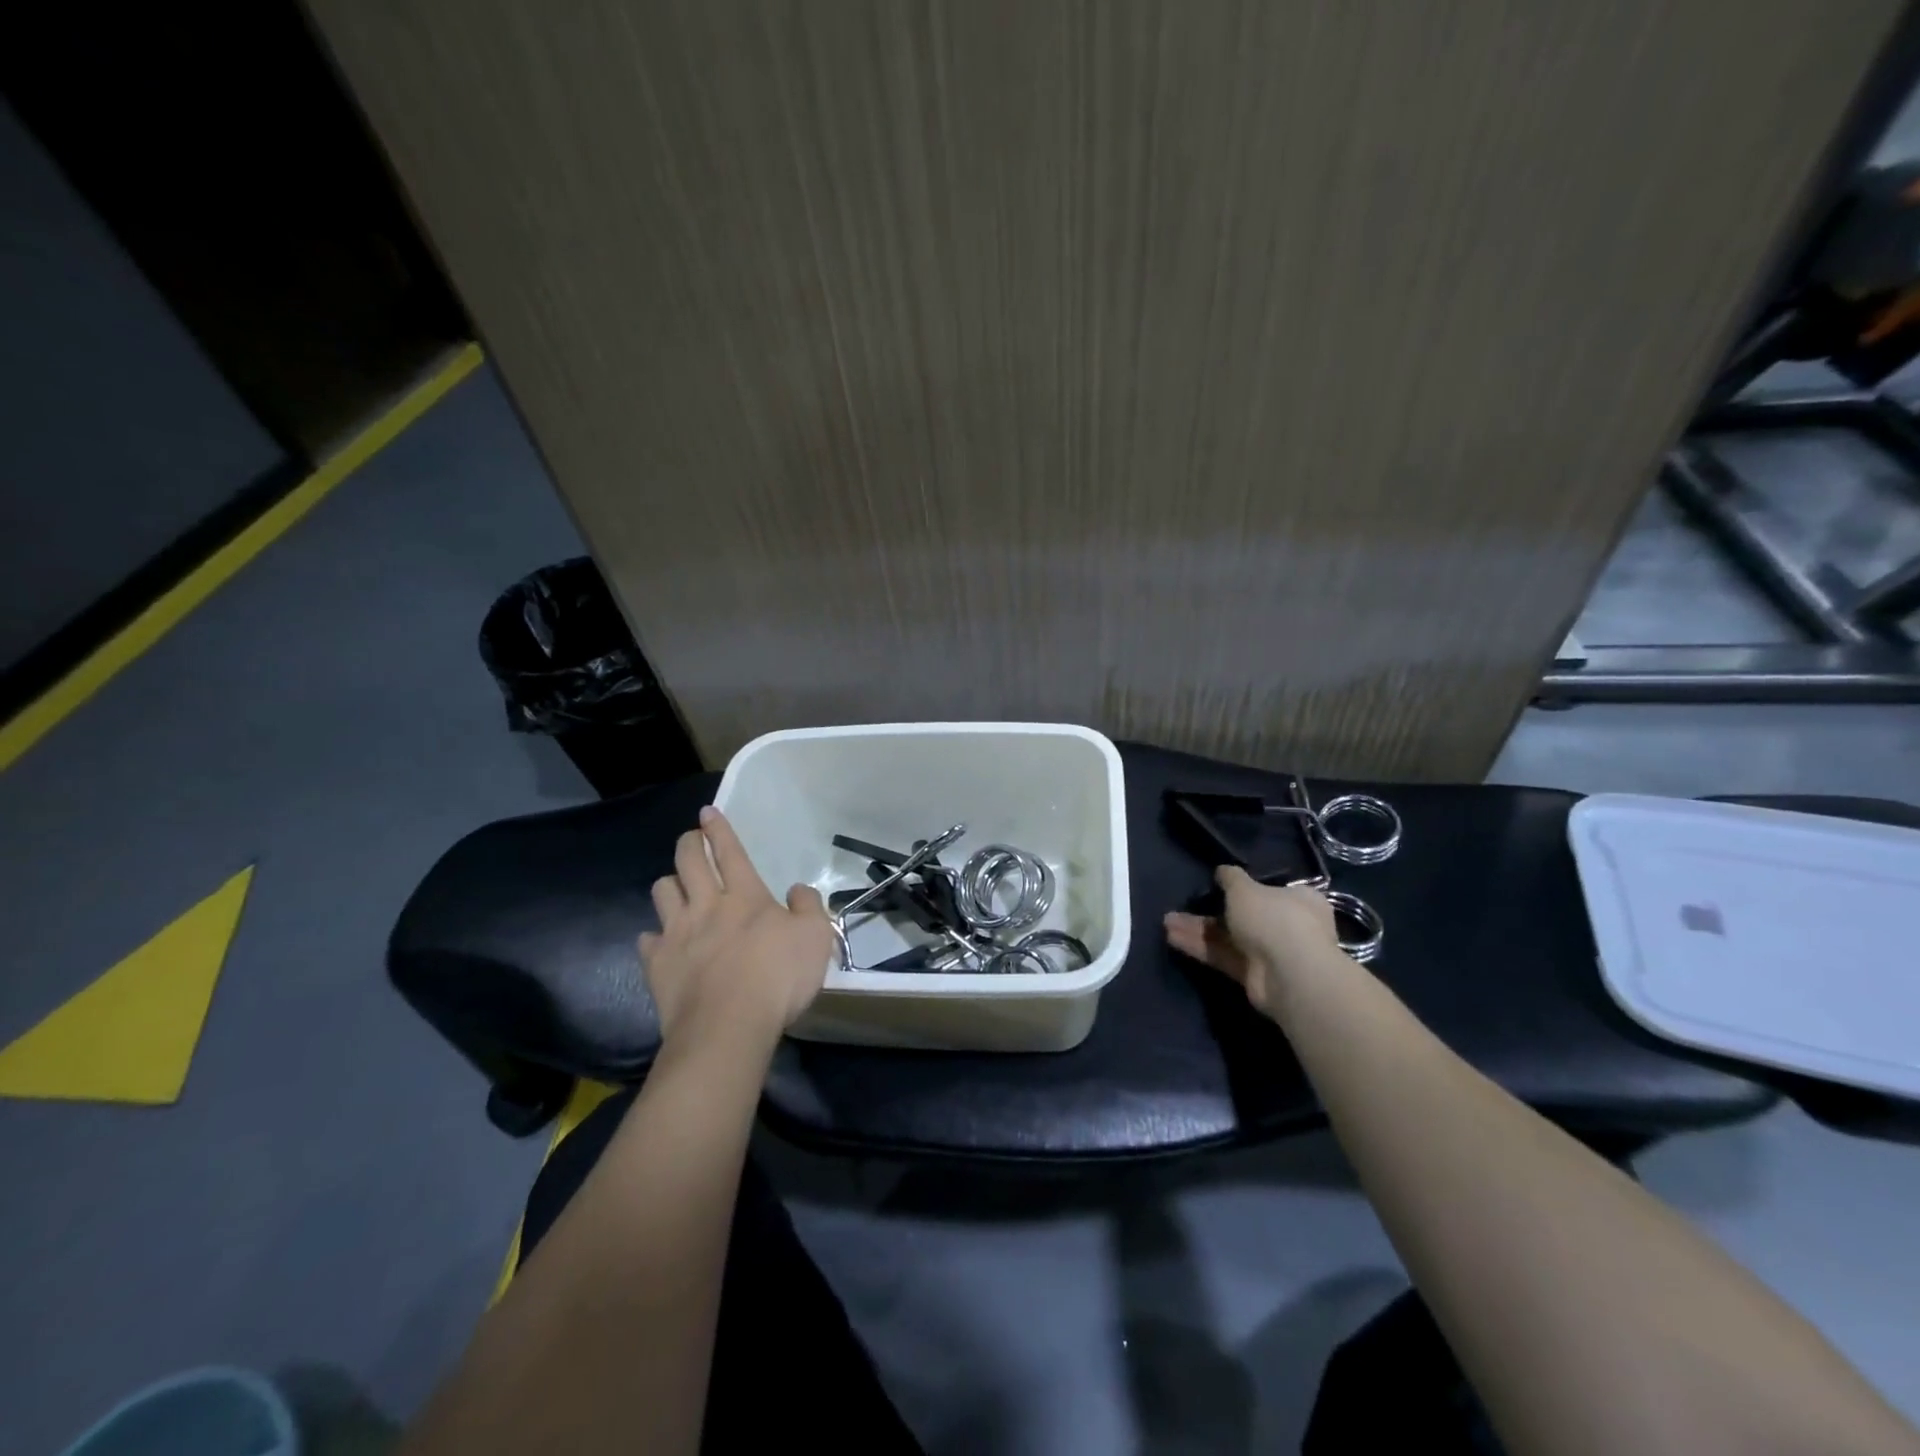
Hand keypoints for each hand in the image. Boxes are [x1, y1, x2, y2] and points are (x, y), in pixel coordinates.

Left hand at [639, 807, 834, 1054]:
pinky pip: (647, 940)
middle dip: (688, 843)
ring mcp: (677, 934)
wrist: (728, 1027)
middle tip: (691, 839)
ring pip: (662, 892)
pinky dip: (653, 937)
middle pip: (688, 861)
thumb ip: (809, 907)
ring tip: (677, 888)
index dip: (719, 829)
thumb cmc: (778, 978)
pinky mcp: (657, 964)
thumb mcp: (816, 938)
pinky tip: (660, 942)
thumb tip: (798, 889)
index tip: (707, 812)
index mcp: (745, 895)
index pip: (730, 851)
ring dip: (669, 884)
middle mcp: (706, 905)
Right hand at [1163, 867, 1347, 1021]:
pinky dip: (1201, 948)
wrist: (1290, 974)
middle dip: (1209, 911)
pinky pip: (1224, 956)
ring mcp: (1271, 952)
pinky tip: (1173, 938)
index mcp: (1298, 899)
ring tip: (1166, 922)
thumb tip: (1222, 871)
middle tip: (1181, 905)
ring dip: (1198, 929)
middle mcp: (1288, 925)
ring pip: (1229, 937)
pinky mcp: (1254, 975)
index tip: (1216, 884)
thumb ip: (1230, 878)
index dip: (1242, 887)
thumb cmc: (1274, 918)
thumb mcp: (1244, 888)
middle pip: (1244, 915)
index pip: (1270, 889)